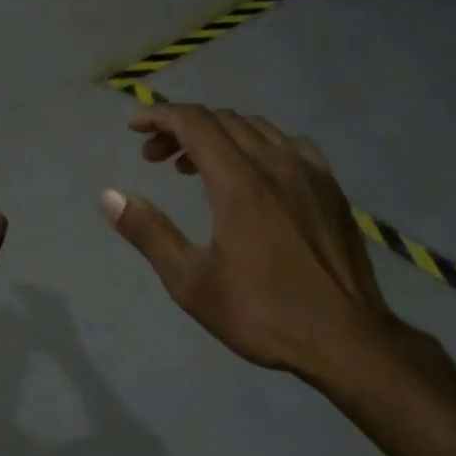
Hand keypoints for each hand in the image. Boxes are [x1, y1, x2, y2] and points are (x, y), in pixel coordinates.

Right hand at [101, 103, 398, 381]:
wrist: (346, 338)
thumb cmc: (263, 313)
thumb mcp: (192, 283)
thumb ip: (150, 233)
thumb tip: (110, 196)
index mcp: (240, 182)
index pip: (195, 123)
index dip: (159, 117)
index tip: (134, 128)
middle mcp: (276, 163)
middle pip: (224, 120)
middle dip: (182, 128)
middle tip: (155, 158)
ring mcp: (310, 172)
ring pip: (258, 128)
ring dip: (219, 135)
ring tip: (196, 168)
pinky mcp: (332, 187)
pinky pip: (290, 145)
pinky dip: (259, 145)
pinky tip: (255, 174)